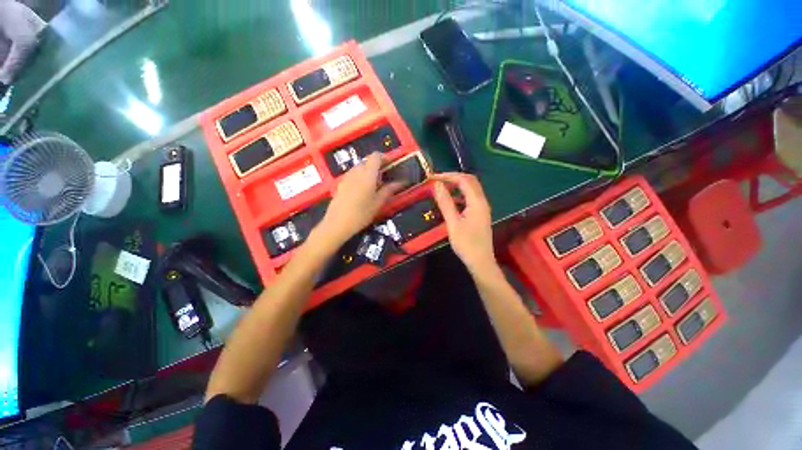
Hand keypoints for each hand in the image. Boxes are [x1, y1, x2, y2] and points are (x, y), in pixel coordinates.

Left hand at [317, 153, 400, 246]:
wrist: (337, 223)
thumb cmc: (361, 213)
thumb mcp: (378, 203)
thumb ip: (389, 190)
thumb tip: (401, 182)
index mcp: (367, 174)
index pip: (376, 156)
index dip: (385, 158)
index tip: (392, 165)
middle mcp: (356, 171)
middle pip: (367, 161)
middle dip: (377, 166)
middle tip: (386, 178)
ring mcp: (347, 177)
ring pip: (360, 168)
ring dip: (369, 172)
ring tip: (375, 185)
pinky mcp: (341, 183)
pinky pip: (353, 175)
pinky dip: (361, 177)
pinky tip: (363, 191)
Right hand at [433, 173, 496, 273]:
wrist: (480, 262)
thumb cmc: (466, 244)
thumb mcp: (453, 223)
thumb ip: (445, 203)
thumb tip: (437, 185)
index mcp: (477, 202)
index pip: (463, 180)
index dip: (448, 176)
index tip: (432, 178)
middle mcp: (482, 201)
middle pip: (470, 181)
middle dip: (453, 177)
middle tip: (437, 180)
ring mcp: (482, 208)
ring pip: (470, 189)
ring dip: (456, 185)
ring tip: (441, 187)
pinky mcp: (479, 214)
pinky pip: (470, 198)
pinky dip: (459, 195)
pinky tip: (449, 201)